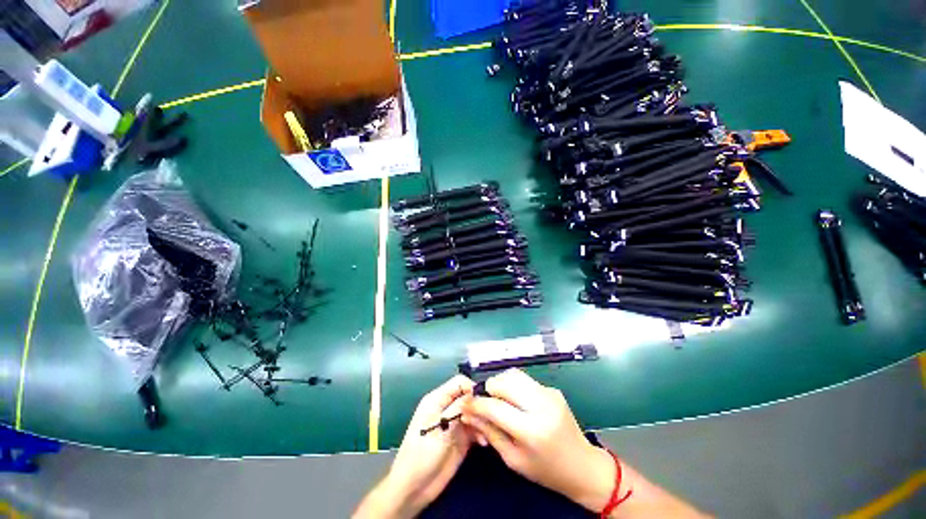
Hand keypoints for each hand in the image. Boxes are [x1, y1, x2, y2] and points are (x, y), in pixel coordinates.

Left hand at [355, 375, 474, 518]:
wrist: (413, 488)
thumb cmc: (422, 454)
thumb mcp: (440, 428)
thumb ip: (458, 408)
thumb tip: (475, 392)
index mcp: (437, 399)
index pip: (459, 382)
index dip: (472, 387)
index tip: (484, 400)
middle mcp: (447, 408)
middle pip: (468, 396)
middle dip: (480, 405)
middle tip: (490, 417)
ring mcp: (455, 423)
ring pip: (474, 413)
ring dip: (482, 420)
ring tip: (487, 432)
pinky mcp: (461, 439)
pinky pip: (475, 428)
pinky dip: (481, 432)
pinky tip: (484, 441)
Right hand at [461, 369, 617, 512]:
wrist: (582, 466)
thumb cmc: (545, 470)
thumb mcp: (513, 459)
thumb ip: (489, 432)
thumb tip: (468, 413)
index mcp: (532, 430)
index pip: (495, 406)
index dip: (476, 403)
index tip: (465, 403)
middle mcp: (541, 405)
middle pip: (504, 382)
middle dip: (489, 389)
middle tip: (484, 402)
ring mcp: (549, 394)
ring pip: (514, 374)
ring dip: (500, 384)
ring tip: (498, 399)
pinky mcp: (552, 389)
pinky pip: (525, 380)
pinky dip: (514, 386)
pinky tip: (516, 401)